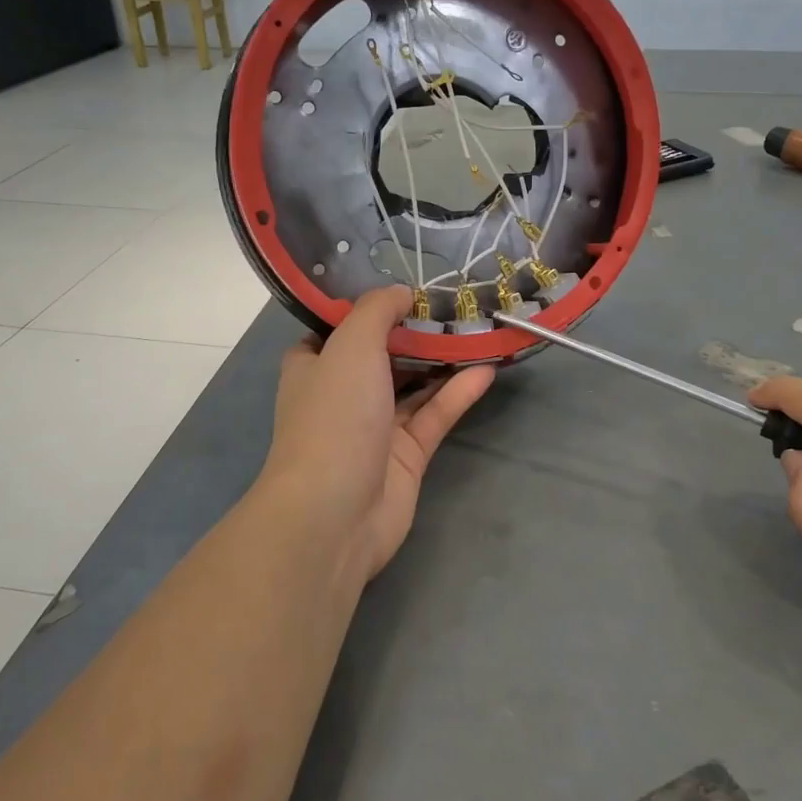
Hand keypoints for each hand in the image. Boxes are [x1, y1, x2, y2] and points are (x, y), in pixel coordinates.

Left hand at [261, 286, 494, 580]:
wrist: (335, 513)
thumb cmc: (334, 416)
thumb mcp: (350, 345)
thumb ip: (377, 311)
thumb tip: (401, 291)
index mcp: (315, 366)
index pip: (340, 329)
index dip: (370, 308)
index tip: (407, 287)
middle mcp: (343, 393)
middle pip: (384, 355)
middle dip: (417, 332)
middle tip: (457, 305)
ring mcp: (375, 427)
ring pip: (414, 385)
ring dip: (443, 361)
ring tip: (480, 331)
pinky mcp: (406, 455)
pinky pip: (435, 414)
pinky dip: (458, 393)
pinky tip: (487, 369)